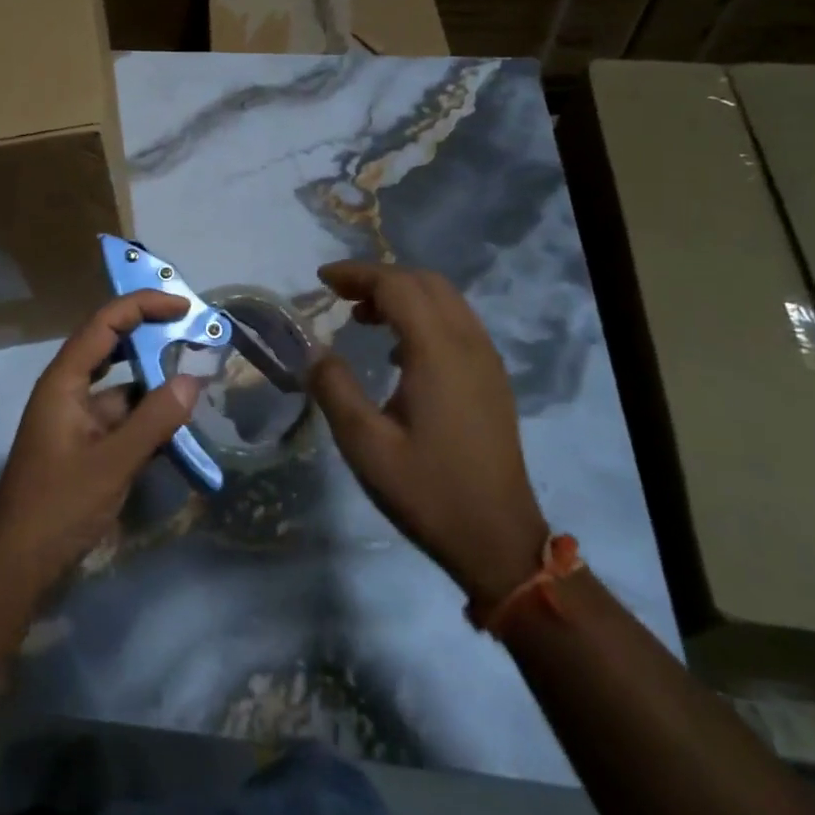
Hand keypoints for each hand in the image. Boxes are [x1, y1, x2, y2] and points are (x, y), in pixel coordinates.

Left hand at [0, 290, 201, 591]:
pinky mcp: (85, 447)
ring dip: (154, 384)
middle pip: (112, 348)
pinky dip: (148, 418)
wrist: (17, 565)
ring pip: (121, 388)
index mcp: (64, 381)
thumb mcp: (113, 461)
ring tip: (197, 380)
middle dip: (151, 338)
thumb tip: (193, 379)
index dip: (142, 307)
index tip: (182, 306)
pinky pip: (122, 420)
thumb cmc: (58, 505)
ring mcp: (76, 420)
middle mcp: (68, 391)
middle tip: (194, 334)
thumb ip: (155, 419)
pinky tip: (179, 427)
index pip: (104, 323)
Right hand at [309, 261, 548, 613]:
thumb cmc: (428, 491)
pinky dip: (423, 315)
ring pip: (445, 299)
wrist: (498, 541)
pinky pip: (457, 323)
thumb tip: (315, 351)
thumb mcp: (365, 445)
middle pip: (425, 282)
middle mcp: (469, 344)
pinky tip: (398, 351)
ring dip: (403, 294)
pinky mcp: (492, 379)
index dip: (357, 274)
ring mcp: (486, 360)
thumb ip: (335, 389)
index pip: (397, 286)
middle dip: (379, 277)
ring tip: (363, 317)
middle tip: (340, 295)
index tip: (321, 280)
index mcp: (438, 352)